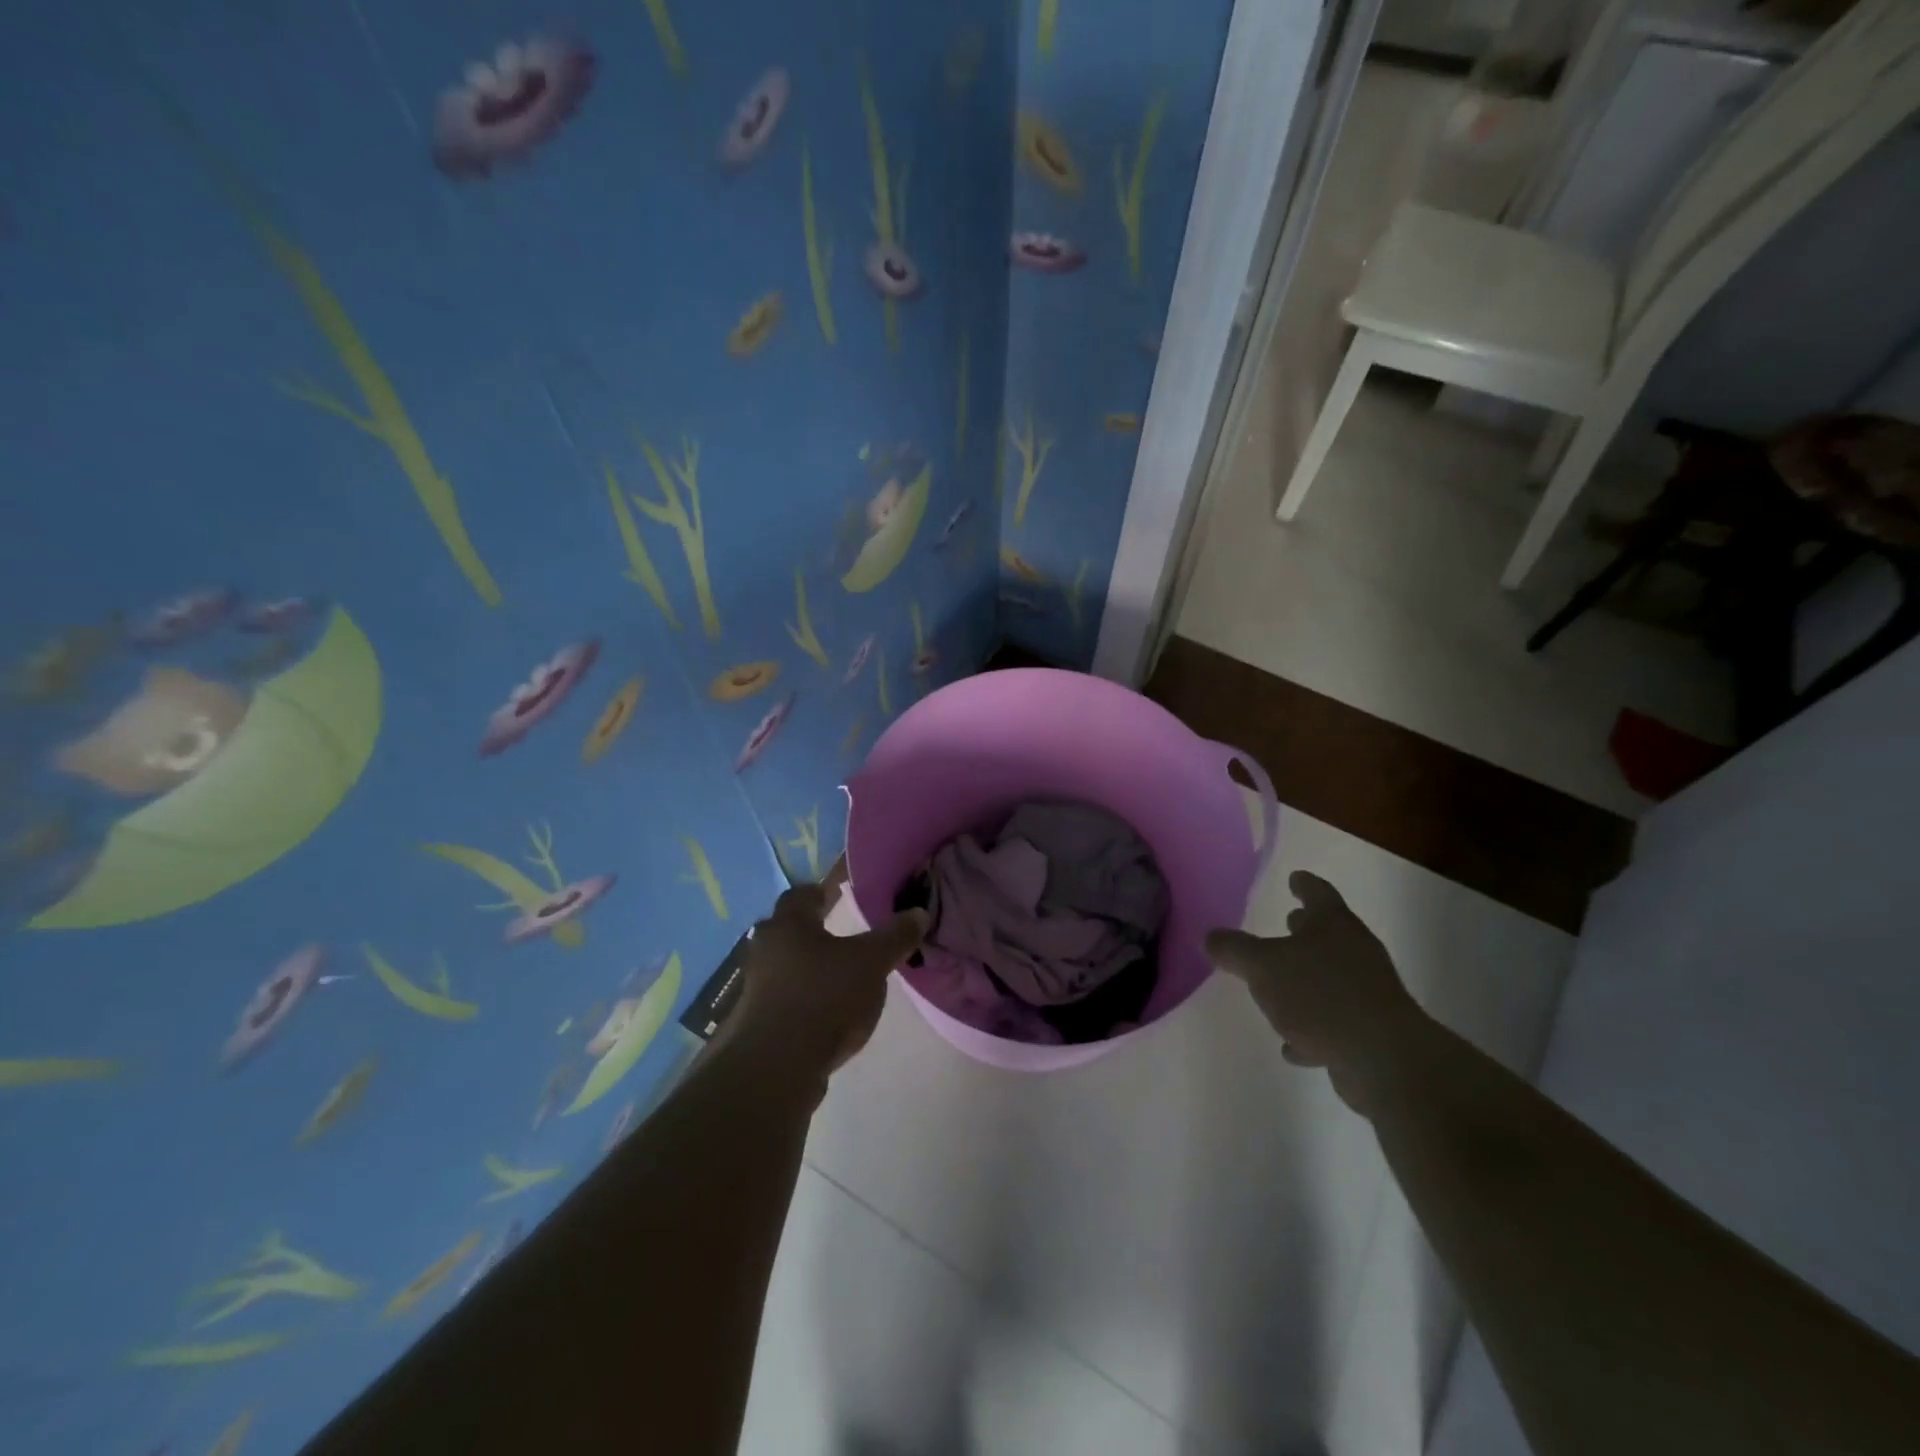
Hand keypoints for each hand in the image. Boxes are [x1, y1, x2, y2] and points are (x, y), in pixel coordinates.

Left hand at [732, 883, 928, 1078]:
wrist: (776, 1067)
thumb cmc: (824, 997)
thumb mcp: (871, 963)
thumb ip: (895, 937)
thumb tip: (919, 912)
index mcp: (789, 925)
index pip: (800, 895)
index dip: (820, 893)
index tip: (836, 895)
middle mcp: (766, 950)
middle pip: (788, 931)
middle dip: (812, 931)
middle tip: (840, 935)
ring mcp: (756, 988)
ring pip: (784, 967)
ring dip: (806, 968)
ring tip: (837, 977)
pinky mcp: (755, 1023)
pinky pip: (783, 1000)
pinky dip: (802, 1000)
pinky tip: (825, 1014)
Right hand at [1206, 872, 1427, 1113]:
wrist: (1382, 1058)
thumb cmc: (1319, 994)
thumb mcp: (1261, 966)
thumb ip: (1233, 949)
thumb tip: (1210, 936)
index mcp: (1333, 925)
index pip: (1318, 893)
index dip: (1304, 884)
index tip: (1294, 877)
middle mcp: (1356, 951)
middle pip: (1329, 933)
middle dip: (1306, 929)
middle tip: (1288, 921)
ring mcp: (1368, 992)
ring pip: (1332, 977)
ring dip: (1308, 979)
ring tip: (1280, 986)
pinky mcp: (1371, 1031)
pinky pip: (1334, 1020)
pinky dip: (1313, 1027)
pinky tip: (1293, 1045)